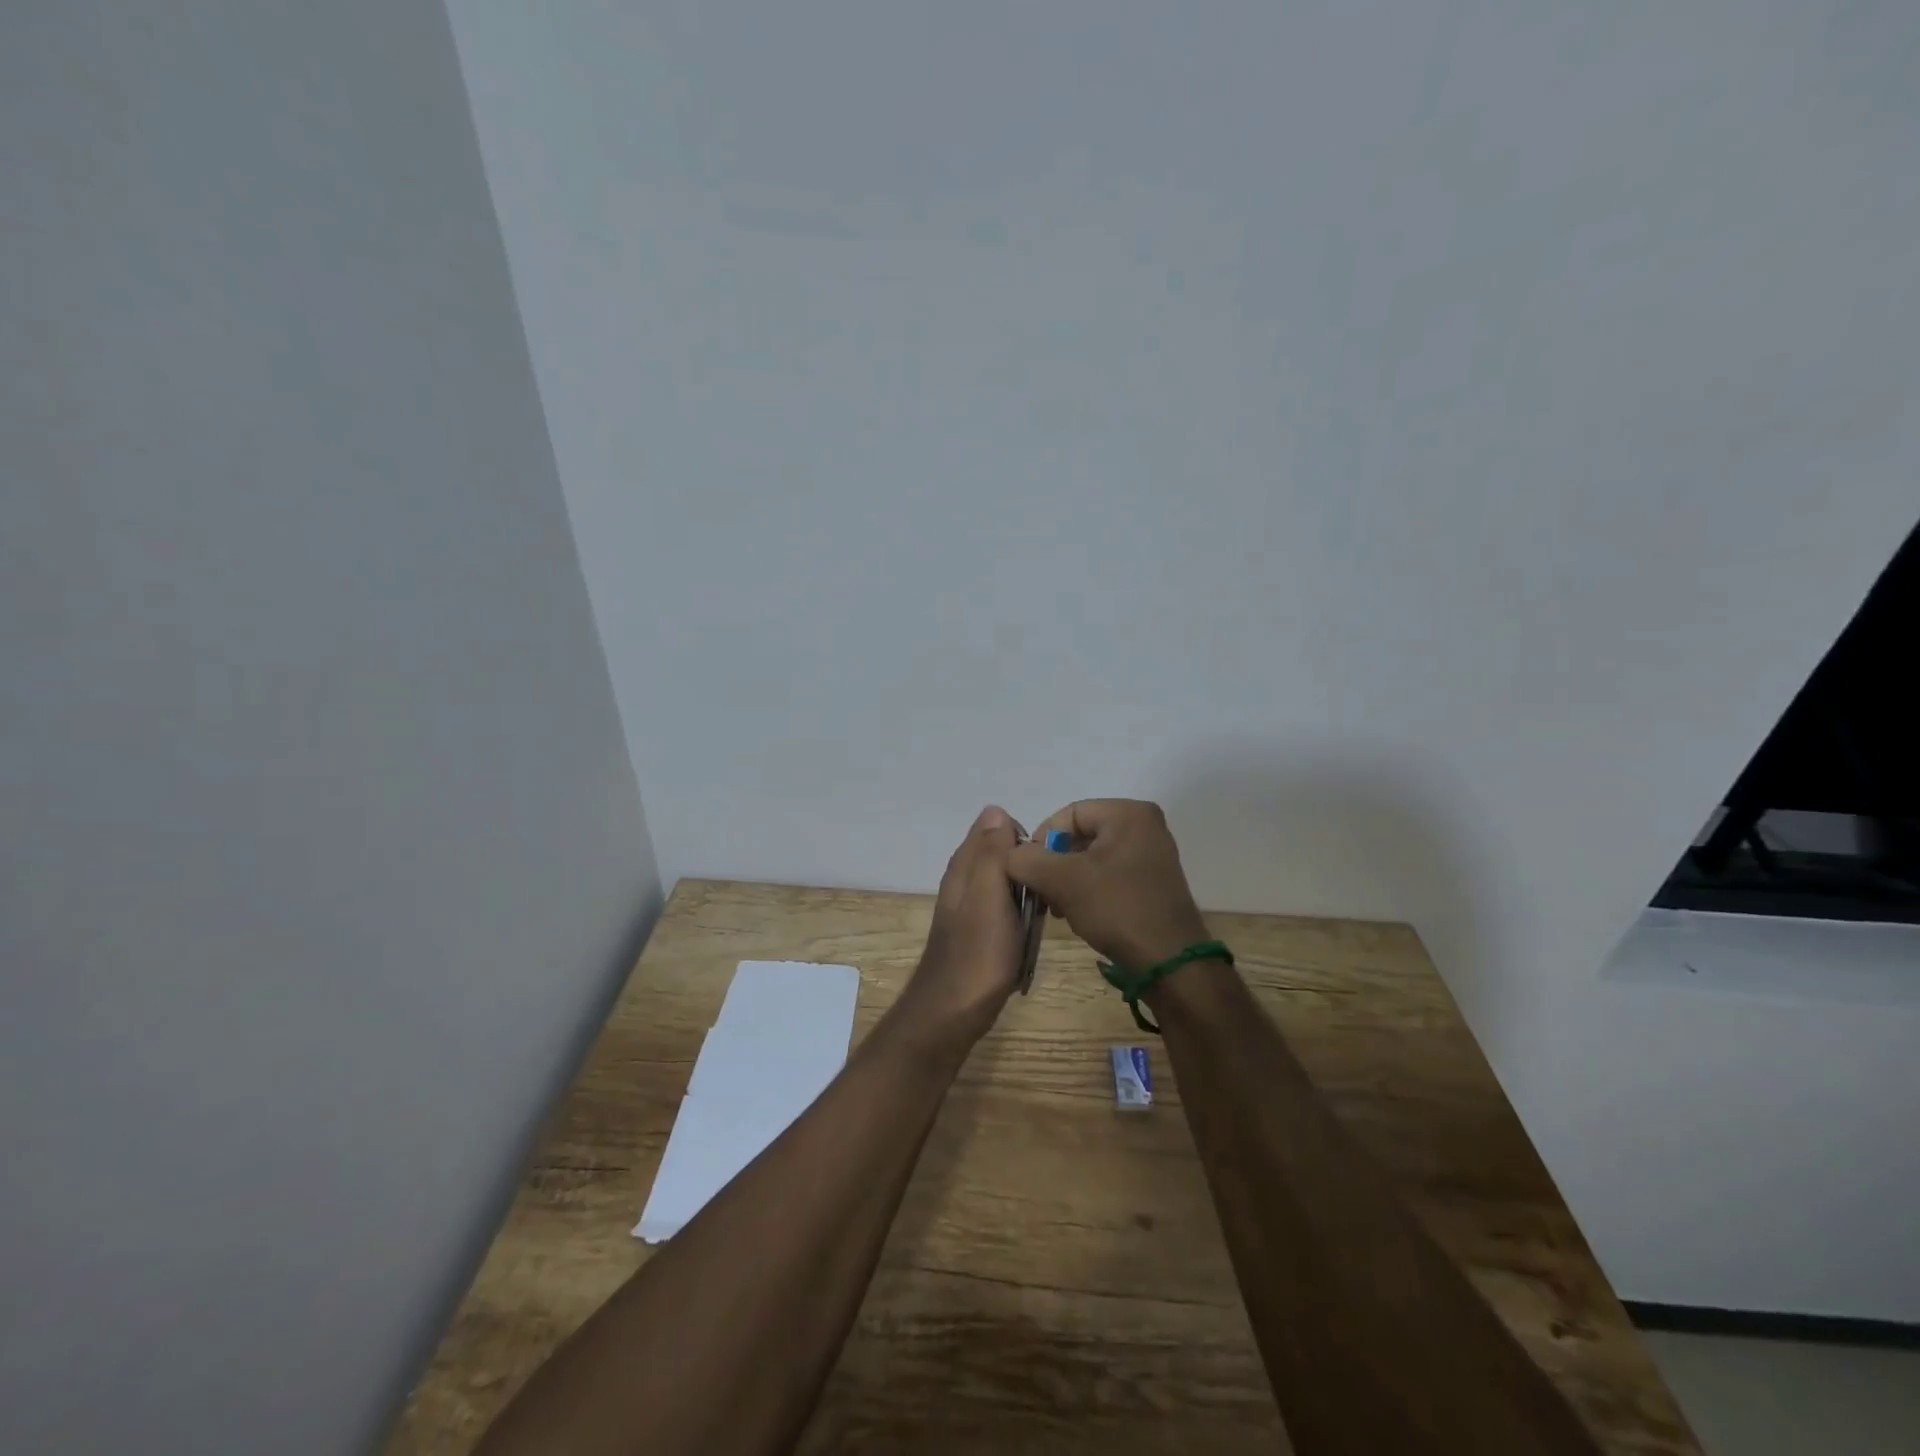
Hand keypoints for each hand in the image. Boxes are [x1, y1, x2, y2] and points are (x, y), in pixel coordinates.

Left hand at [894, 805, 1024, 1049]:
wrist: (953, 1011)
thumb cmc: (978, 953)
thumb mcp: (989, 894)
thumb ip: (992, 853)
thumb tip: (995, 809)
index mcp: (965, 865)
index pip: (997, 828)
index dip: (1025, 839)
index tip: (1046, 862)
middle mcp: (964, 880)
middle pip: (1004, 856)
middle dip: (1029, 867)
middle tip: (1048, 893)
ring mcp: (971, 907)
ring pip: (1006, 884)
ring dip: (1027, 894)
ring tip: (1044, 914)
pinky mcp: (979, 932)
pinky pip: (1006, 910)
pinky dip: (1020, 916)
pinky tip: (1029, 933)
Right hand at [1007, 799, 1210, 970]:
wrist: (1170, 964)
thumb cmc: (1118, 910)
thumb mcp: (1063, 881)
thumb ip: (1027, 860)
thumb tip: (1010, 854)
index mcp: (1129, 813)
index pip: (1068, 814)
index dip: (1041, 840)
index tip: (1027, 871)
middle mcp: (1145, 826)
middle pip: (1080, 835)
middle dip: (1053, 864)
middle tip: (1040, 893)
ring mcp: (1151, 855)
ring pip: (1091, 858)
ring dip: (1066, 880)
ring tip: (1056, 908)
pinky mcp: (1151, 883)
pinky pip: (1108, 875)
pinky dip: (1087, 891)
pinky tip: (1076, 914)